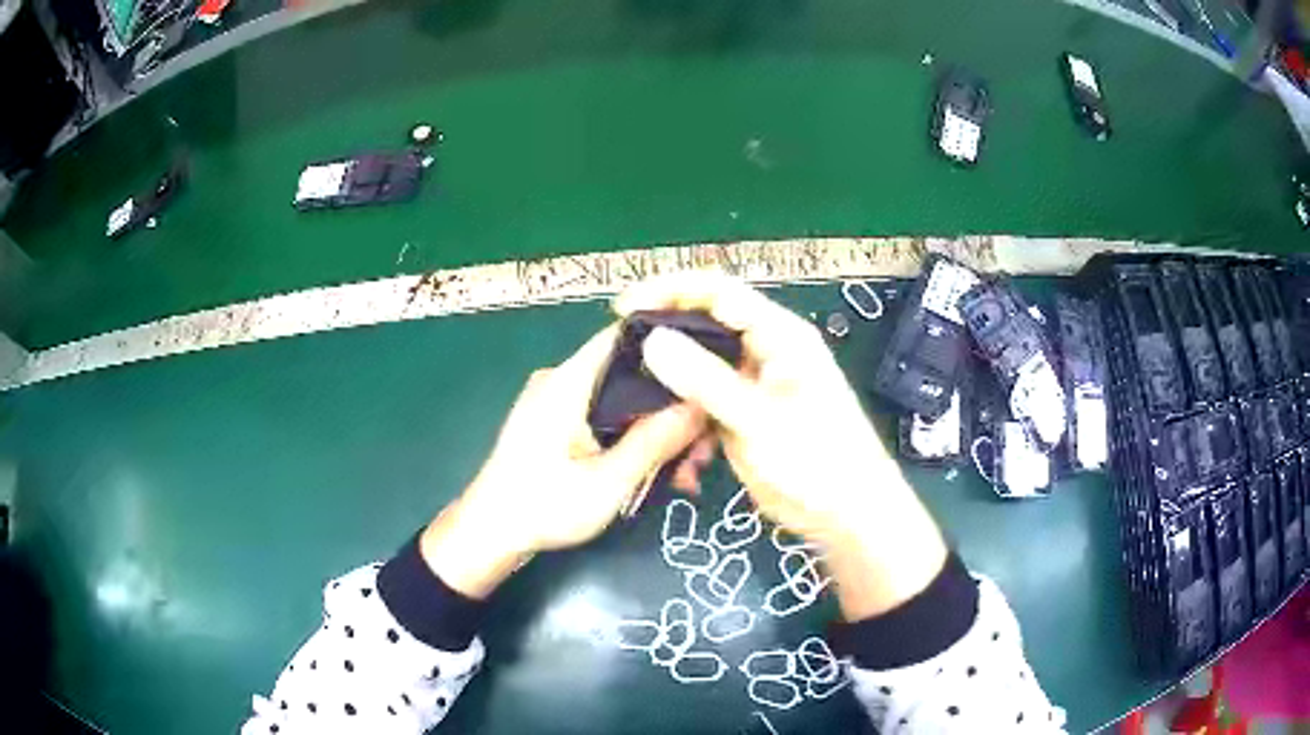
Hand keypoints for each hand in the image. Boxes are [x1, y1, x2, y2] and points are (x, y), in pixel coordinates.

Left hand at [422, 325, 706, 598]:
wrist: (488, 535)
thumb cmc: (543, 507)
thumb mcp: (609, 481)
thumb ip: (656, 440)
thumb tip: (702, 404)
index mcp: (569, 381)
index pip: (627, 335)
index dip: (673, 343)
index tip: (712, 370)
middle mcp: (563, 380)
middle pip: (632, 374)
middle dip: (673, 409)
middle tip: (703, 450)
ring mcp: (558, 403)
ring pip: (624, 402)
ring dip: (657, 433)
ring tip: (686, 475)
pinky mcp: (557, 425)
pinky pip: (607, 420)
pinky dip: (634, 441)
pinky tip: (658, 475)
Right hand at [616, 272, 948, 618]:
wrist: (845, 514)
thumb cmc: (816, 460)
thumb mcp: (758, 420)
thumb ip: (706, 380)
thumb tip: (652, 340)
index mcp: (779, 335)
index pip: (718, 292)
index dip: (668, 290)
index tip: (622, 309)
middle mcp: (764, 350)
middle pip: (704, 326)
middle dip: (664, 340)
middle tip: (621, 357)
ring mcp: (752, 384)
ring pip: (699, 369)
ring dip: (673, 390)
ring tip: (643, 410)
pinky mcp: (744, 415)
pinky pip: (704, 404)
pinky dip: (688, 423)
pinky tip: (685, 456)